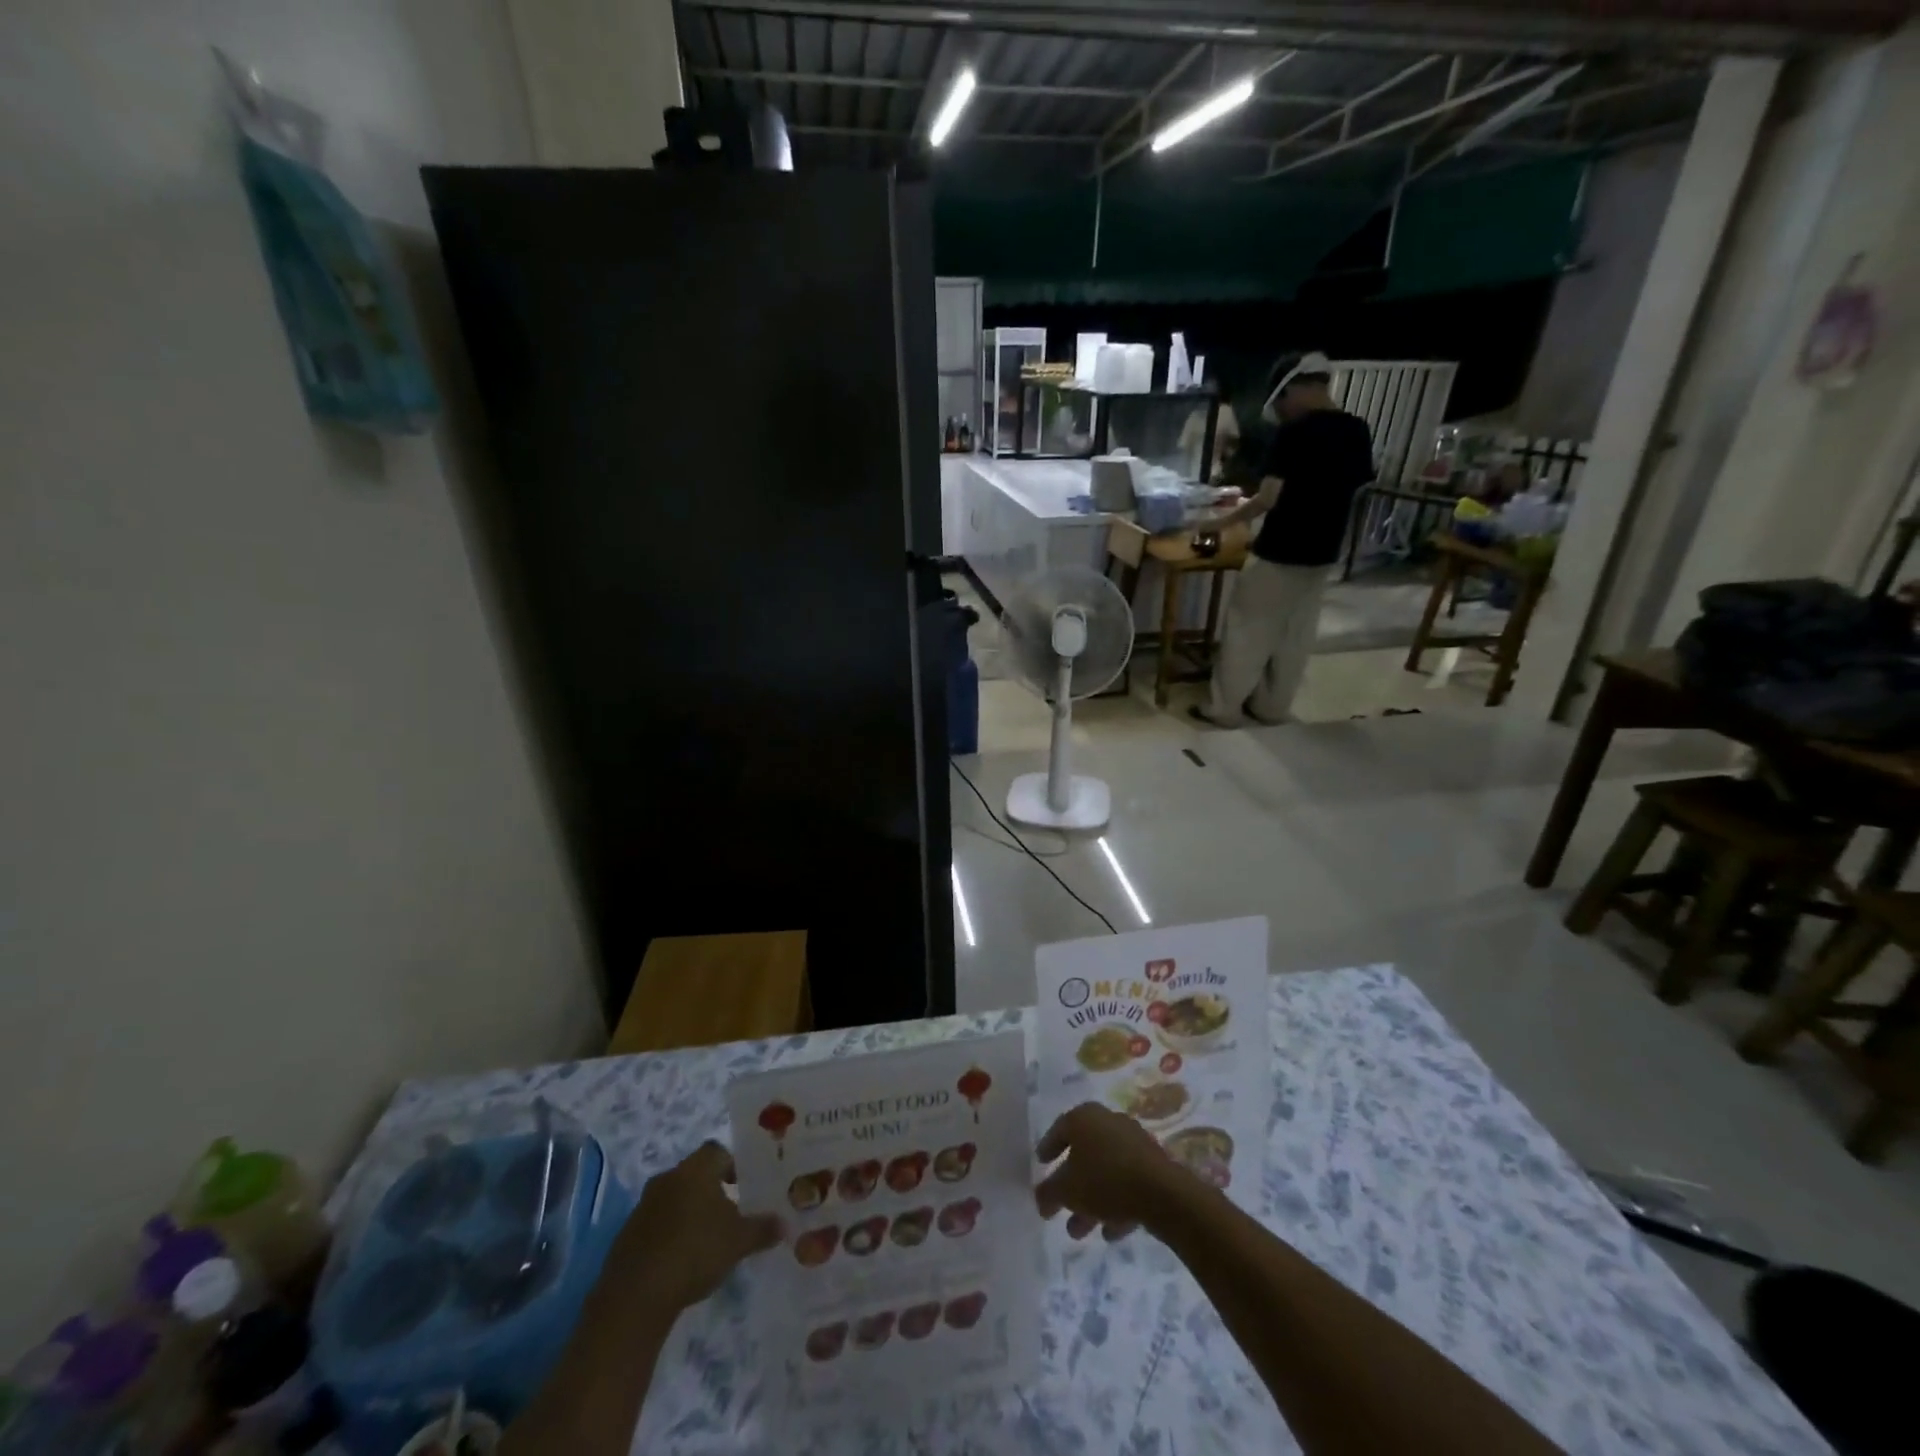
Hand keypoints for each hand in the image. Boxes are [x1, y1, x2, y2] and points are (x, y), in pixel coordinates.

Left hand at [607, 1142, 781, 1312]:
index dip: (733, 1165)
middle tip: (731, 1212)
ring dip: (690, 1212)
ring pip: (675, 1198)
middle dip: (712, 1189)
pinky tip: (681, 1259)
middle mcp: (668, 1178)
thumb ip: (762, 1229)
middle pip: (695, 1174)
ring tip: (707, 1239)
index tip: (745, 1186)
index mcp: (695, 1170)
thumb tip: (783, 1223)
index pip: (718, 1151)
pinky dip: (670, 1233)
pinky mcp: (627, 1234)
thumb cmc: (695, 1252)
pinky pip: (656, 1223)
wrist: (635, 1296)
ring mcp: (643, 1206)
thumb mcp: (738, 1242)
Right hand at [1034, 1103, 1186, 1241]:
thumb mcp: (1066, 1190)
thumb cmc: (1105, 1180)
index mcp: (1084, 1117)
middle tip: (1059, 1209)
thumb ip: (1048, 1193)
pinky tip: (1110, 1231)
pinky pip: (1126, 1181)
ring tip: (1080, 1232)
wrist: (1161, 1192)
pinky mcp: (1152, 1163)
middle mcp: (1108, 1121)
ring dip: (1091, 1201)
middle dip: (1070, 1186)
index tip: (1041, 1164)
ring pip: (1105, 1171)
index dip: (1048, 1148)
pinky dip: (1116, 1203)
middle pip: (1083, 1154)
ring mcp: (1133, 1141)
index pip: (1059, 1129)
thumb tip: (1040, 1197)